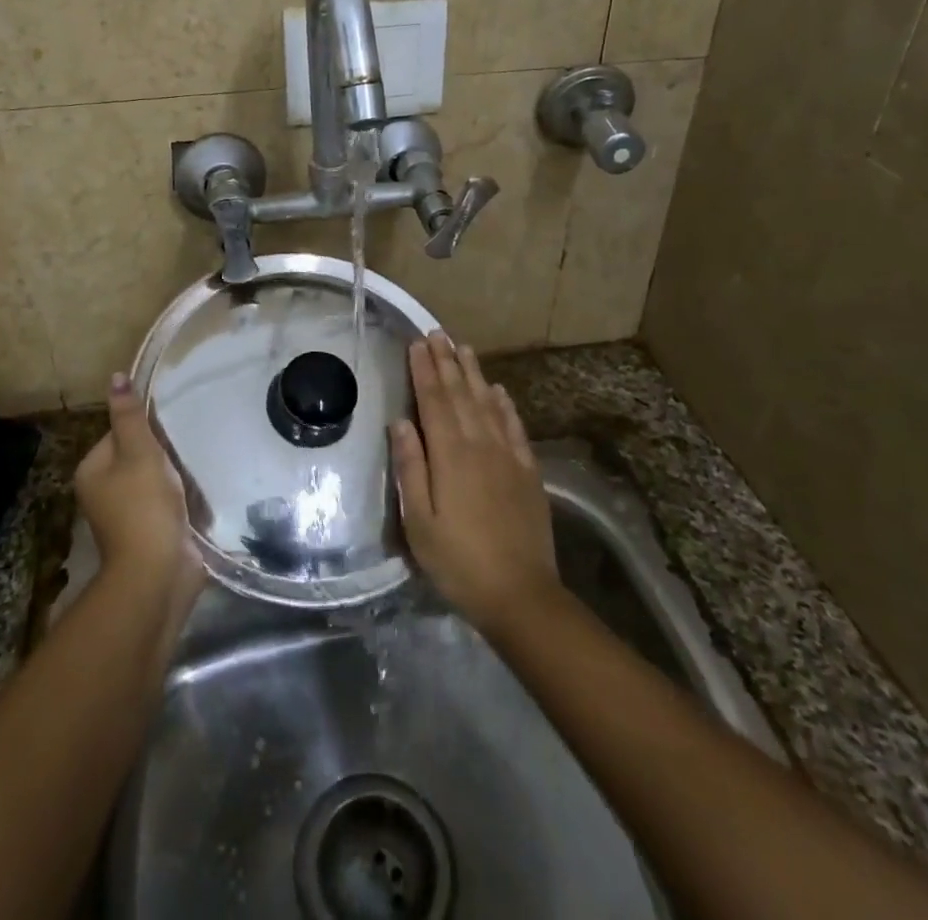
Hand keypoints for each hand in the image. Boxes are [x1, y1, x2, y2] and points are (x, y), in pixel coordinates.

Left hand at [75, 374, 202, 614]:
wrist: (159, 572)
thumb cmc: (144, 505)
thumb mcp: (139, 452)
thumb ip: (130, 416)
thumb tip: (116, 376)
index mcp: (92, 472)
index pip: (118, 433)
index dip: (145, 428)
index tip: (170, 428)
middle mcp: (103, 493)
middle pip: (136, 456)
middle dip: (162, 452)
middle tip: (188, 443)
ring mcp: (127, 516)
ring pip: (154, 480)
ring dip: (175, 475)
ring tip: (198, 464)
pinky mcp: (151, 532)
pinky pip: (167, 503)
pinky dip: (182, 497)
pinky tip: (201, 490)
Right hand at [393, 334, 560, 639]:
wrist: (521, 594)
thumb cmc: (458, 561)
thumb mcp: (420, 522)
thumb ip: (411, 468)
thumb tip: (400, 423)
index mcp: (450, 456)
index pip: (433, 402)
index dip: (424, 371)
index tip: (416, 344)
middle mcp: (480, 445)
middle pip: (461, 395)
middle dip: (446, 362)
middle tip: (437, 333)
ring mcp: (508, 456)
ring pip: (488, 403)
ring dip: (474, 374)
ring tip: (463, 348)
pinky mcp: (527, 471)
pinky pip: (515, 427)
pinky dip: (504, 405)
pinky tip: (498, 391)